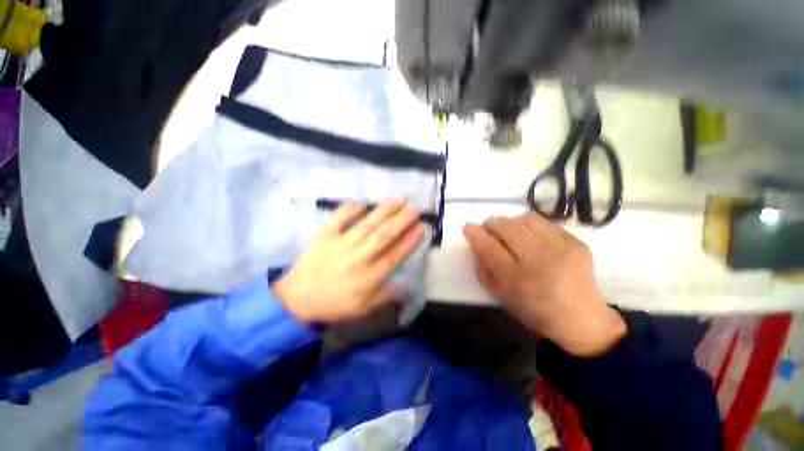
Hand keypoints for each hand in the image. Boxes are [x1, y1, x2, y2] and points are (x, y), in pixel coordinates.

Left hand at [274, 201, 424, 323]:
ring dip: (383, 211)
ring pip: (366, 225)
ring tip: (398, 200)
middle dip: (401, 221)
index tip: (422, 228)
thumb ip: (386, 297)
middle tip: (415, 208)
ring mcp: (339, 245)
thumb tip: (409, 288)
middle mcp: (357, 258)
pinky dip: (350, 209)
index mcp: (367, 278)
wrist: (296, 300)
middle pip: (383, 236)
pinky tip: (362, 203)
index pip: (393, 256)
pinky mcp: (324, 236)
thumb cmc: (333, 304)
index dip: (409, 242)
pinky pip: (338, 219)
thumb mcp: (362, 310)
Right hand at [463, 213, 625, 356]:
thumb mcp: (500, 295)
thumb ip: (483, 269)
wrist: (581, 318)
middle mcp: (540, 260)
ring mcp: (562, 248)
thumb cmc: (533, 310)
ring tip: (509, 230)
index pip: (489, 247)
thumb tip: (476, 244)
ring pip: (526, 219)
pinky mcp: (577, 242)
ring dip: (510, 221)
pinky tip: (529, 235)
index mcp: (518, 279)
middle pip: (507, 228)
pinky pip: (545, 222)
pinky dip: (530, 224)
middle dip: (491, 223)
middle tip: (487, 227)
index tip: (467, 226)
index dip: (475, 234)